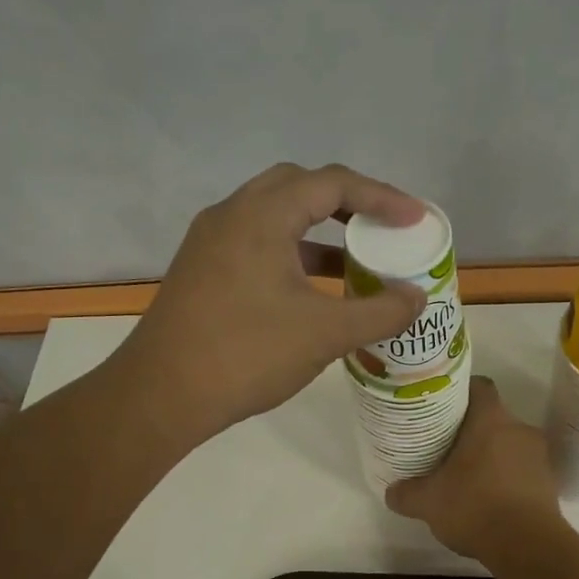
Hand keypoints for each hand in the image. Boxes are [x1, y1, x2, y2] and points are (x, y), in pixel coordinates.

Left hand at [118, 163, 427, 441]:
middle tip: (381, 227)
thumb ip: (380, 311)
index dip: (381, 197)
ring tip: (356, 259)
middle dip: (346, 202)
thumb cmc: (246, 354)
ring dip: (318, 231)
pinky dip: (292, 254)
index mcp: (261, 216)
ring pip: (275, 217)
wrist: (161, 395)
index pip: (332, 183)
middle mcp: (231, 215)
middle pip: (299, 187)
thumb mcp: (324, 333)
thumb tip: (417, 297)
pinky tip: (313, 290)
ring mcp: (211, 242)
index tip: (416, 219)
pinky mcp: (202, 270)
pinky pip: (257, 243)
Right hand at [386, 377, 565, 560]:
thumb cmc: (475, 507)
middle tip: (446, 446)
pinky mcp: (549, 483)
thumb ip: (407, 493)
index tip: (443, 407)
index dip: (461, 392)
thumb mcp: (428, 502)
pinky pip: (522, 470)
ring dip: (491, 456)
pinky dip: (506, 479)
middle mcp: (520, 429)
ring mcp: (539, 456)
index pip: (479, 386)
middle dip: (472, 430)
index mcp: (491, 420)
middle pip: (494, 418)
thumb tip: (392, 491)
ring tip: (466, 476)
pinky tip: (488, 500)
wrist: (528, 546)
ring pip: (509, 445)